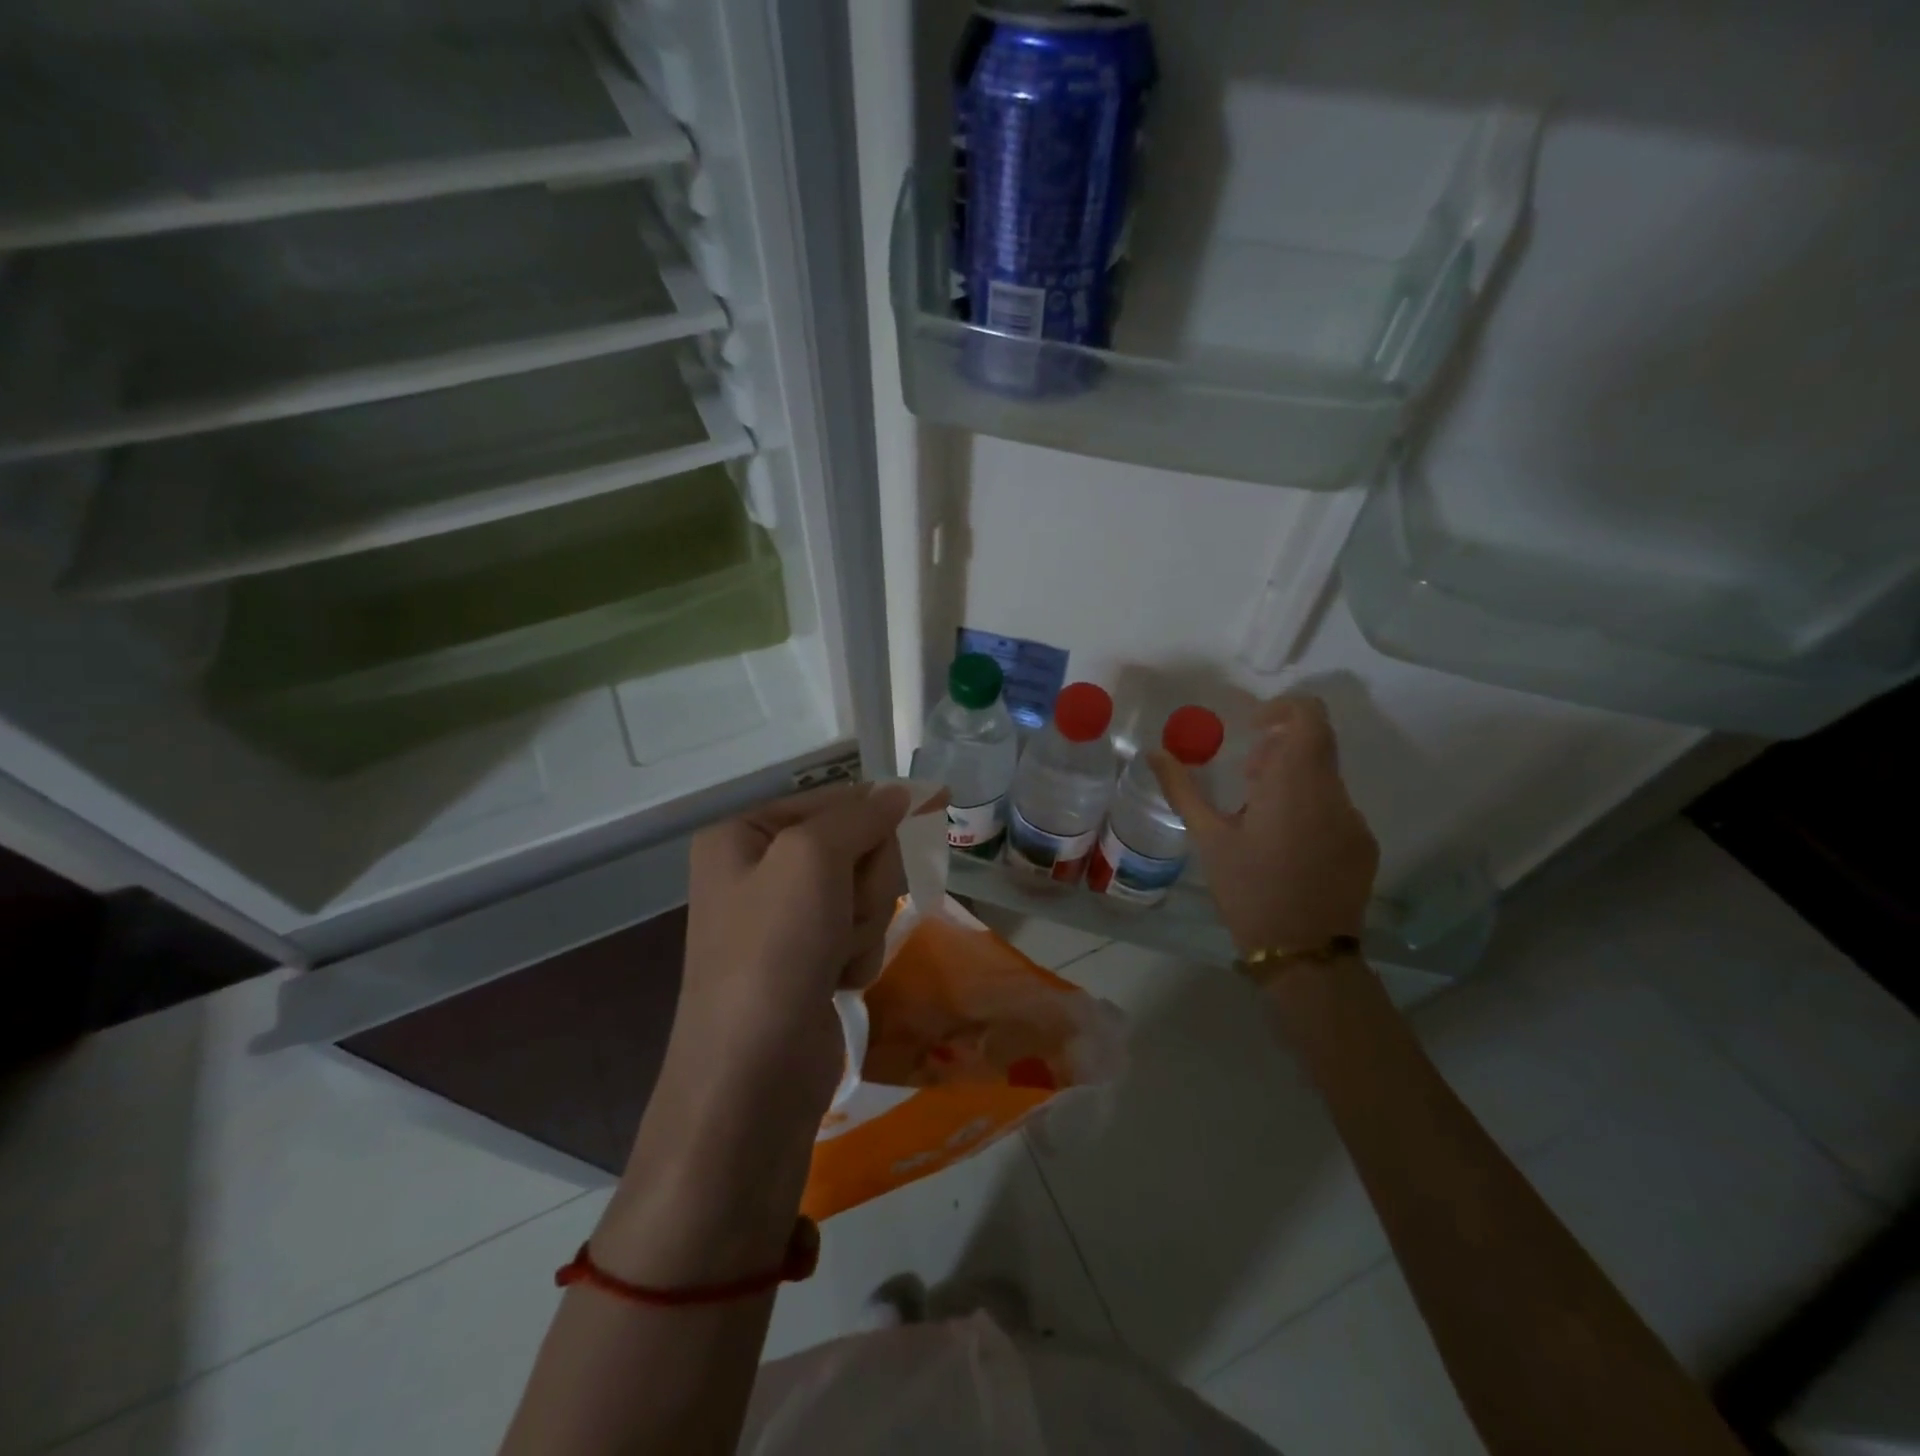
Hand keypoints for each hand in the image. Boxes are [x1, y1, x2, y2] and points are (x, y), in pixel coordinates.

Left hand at [669, 781, 913, 1123]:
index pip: (831, 799)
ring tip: (835, 955)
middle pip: (854, 847)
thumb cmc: (774, 950)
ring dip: (864, 922)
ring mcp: (784, 921)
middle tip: (846, 910)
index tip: (935, 802)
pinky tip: (837, 981)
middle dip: (865, 882)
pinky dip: (858, 955)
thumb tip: (898, 792)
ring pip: (863, 894)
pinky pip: (859, 934)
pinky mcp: (808, 962)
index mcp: (743, 834)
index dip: (879, 807)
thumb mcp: (812, 858)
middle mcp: (759, 871)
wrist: (753, 1076)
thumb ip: (860, 816)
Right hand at [1151, 695, 1378, 958]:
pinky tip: (1283, 846)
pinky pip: (1335, 809)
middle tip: (1245, 778)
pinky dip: (1308, 808)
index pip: (1310, 718)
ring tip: (1257, 817)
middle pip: (1316, 746)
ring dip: (1292, 781)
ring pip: (1324, 779)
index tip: (1253, 729)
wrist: (1304, 954)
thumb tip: (1154, 753)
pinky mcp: (1363, 846)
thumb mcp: (1209, 839)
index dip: (1283, 709)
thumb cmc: (1249, 890)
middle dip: (1279, 750)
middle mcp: (1334, 795)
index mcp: (1297, 785)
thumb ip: (1183, 789)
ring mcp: (1355, 822)